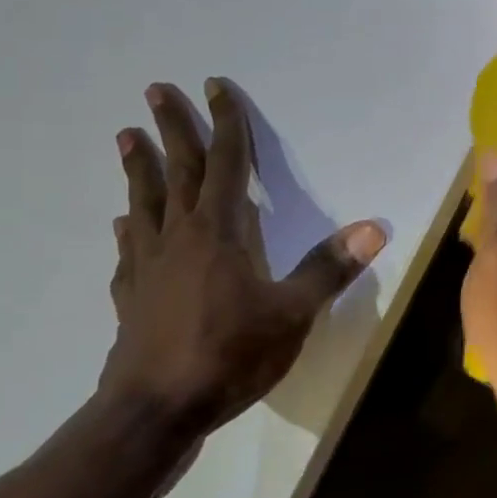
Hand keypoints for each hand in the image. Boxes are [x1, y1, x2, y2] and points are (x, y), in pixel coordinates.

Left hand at [98, 80, 385, 432]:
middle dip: (173, 129)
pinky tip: (123, 224)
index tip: (216, 86)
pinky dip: (129, 228)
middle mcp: (179, 237)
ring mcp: (147, 266)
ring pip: (144, 203)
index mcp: (219, 232)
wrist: (156, 411)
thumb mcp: (293, 313)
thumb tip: (373, 228)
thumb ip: (329, 269)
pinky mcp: (130, 296)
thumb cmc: (230, 355)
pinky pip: (129, 250)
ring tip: (126, 138)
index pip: (227, 164)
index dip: (226, 124)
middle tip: (156, 91)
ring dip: (139, 168)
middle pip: (178, 171)